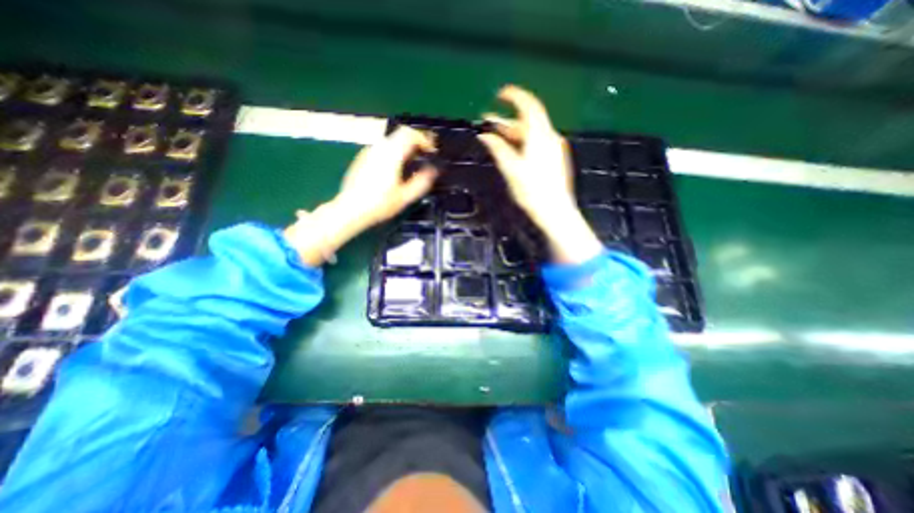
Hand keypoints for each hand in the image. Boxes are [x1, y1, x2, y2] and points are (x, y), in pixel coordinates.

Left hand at [285, 126, 437, 265]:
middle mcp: (379, 148)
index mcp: (391, 154)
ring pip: (390, 141)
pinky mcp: (362, 158)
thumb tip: (433, 170)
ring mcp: (368, 152)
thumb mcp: (405, 196)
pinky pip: (382, 148)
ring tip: (411, 164)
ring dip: (404, 148)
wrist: (350, 209)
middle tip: (424, 156)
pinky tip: (395, 169)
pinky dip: (393, 152)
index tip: (431, 151)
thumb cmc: (379, 204)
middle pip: (400, 134)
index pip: (409, 134)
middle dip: (415, 143)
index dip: (423, 140)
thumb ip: (422, 181)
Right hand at [480, 85, 601, 264]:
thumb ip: (498, 149)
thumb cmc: (532, 191)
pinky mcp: (554, 158)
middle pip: (528, 120)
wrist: (555, 210)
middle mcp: (549, 137)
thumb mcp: (512, 170)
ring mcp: (554, 148)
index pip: (528, 106)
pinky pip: (536, 142)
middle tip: (487, 120)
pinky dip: (522, 141)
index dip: (514, 97)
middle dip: (506, 119)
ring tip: (494, 134)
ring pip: (531, 132)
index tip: (499, 94)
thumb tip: (485, 135)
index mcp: (540, 136)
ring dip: (512, 131)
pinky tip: (512, 148)